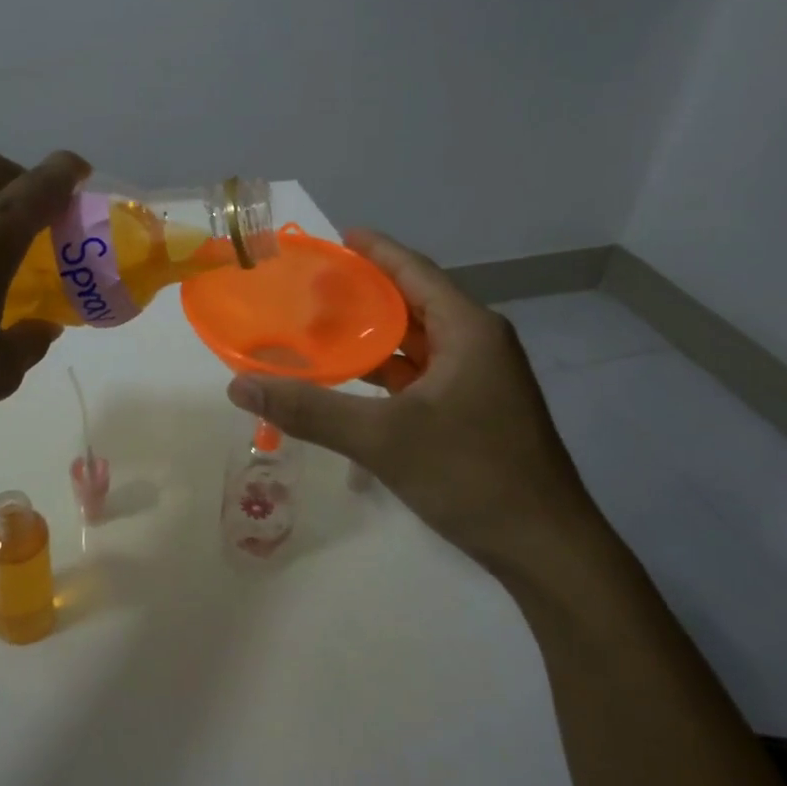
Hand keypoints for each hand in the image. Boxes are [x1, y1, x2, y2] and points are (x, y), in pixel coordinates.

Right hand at [226, 231, 602, 584]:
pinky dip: (389, 371)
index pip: (413, 271)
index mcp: (468, 329)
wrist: (546, 548)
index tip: (336, 237)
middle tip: (313, 287)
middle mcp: (478, 343)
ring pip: (419, 342)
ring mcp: (481, 379)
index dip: (375, 250)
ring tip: (322, 328)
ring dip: (375, 336)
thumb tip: (240, 385)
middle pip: (414, 303)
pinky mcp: (477, 410)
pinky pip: (424, 373)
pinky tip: (354, 380)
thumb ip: (310, 410)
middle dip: (366, 293)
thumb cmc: (471, 475)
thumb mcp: (383, 439)